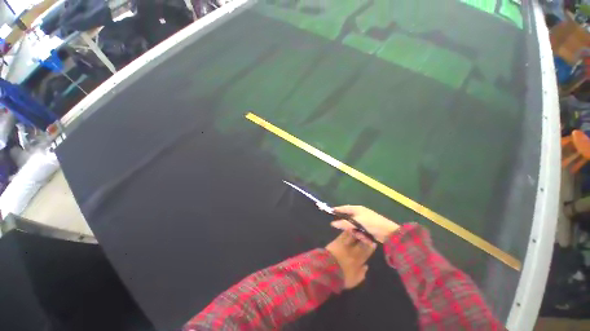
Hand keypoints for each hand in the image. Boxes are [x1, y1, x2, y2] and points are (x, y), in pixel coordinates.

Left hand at [325, 231, 375, 288]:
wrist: (328, 270)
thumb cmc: (341, 277)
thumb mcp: (354, 280)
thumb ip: (361, 273)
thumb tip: (366, 266)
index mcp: (358, 261)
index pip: (366, 253)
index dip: (370, 248)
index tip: (373, 243)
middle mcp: (353, 251)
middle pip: (361, 244)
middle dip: (365, 239)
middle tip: (368, 234)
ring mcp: (345, 245)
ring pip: (353, 238)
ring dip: (357, 233)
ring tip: (360, 230)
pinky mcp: (337, 241)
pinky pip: (344, 235)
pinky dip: (347, 231)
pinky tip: (350, 228)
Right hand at [331, 205, 399, 243]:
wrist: (389, 232)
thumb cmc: (372, 223)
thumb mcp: (357, 222)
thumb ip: (345, 223)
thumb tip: (332, 224)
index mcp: (357, 209)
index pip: (344, 208)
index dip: (337, 210)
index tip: (330, 212)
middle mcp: (359, 213)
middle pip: (348, 219)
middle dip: (349, 227)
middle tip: (351, 231)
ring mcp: (364, 221)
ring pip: (353, 226)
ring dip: (356, 232)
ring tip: (361, 236)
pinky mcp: (367, 228)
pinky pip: (359, 231)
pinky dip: (361, 235)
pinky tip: (365, 238)